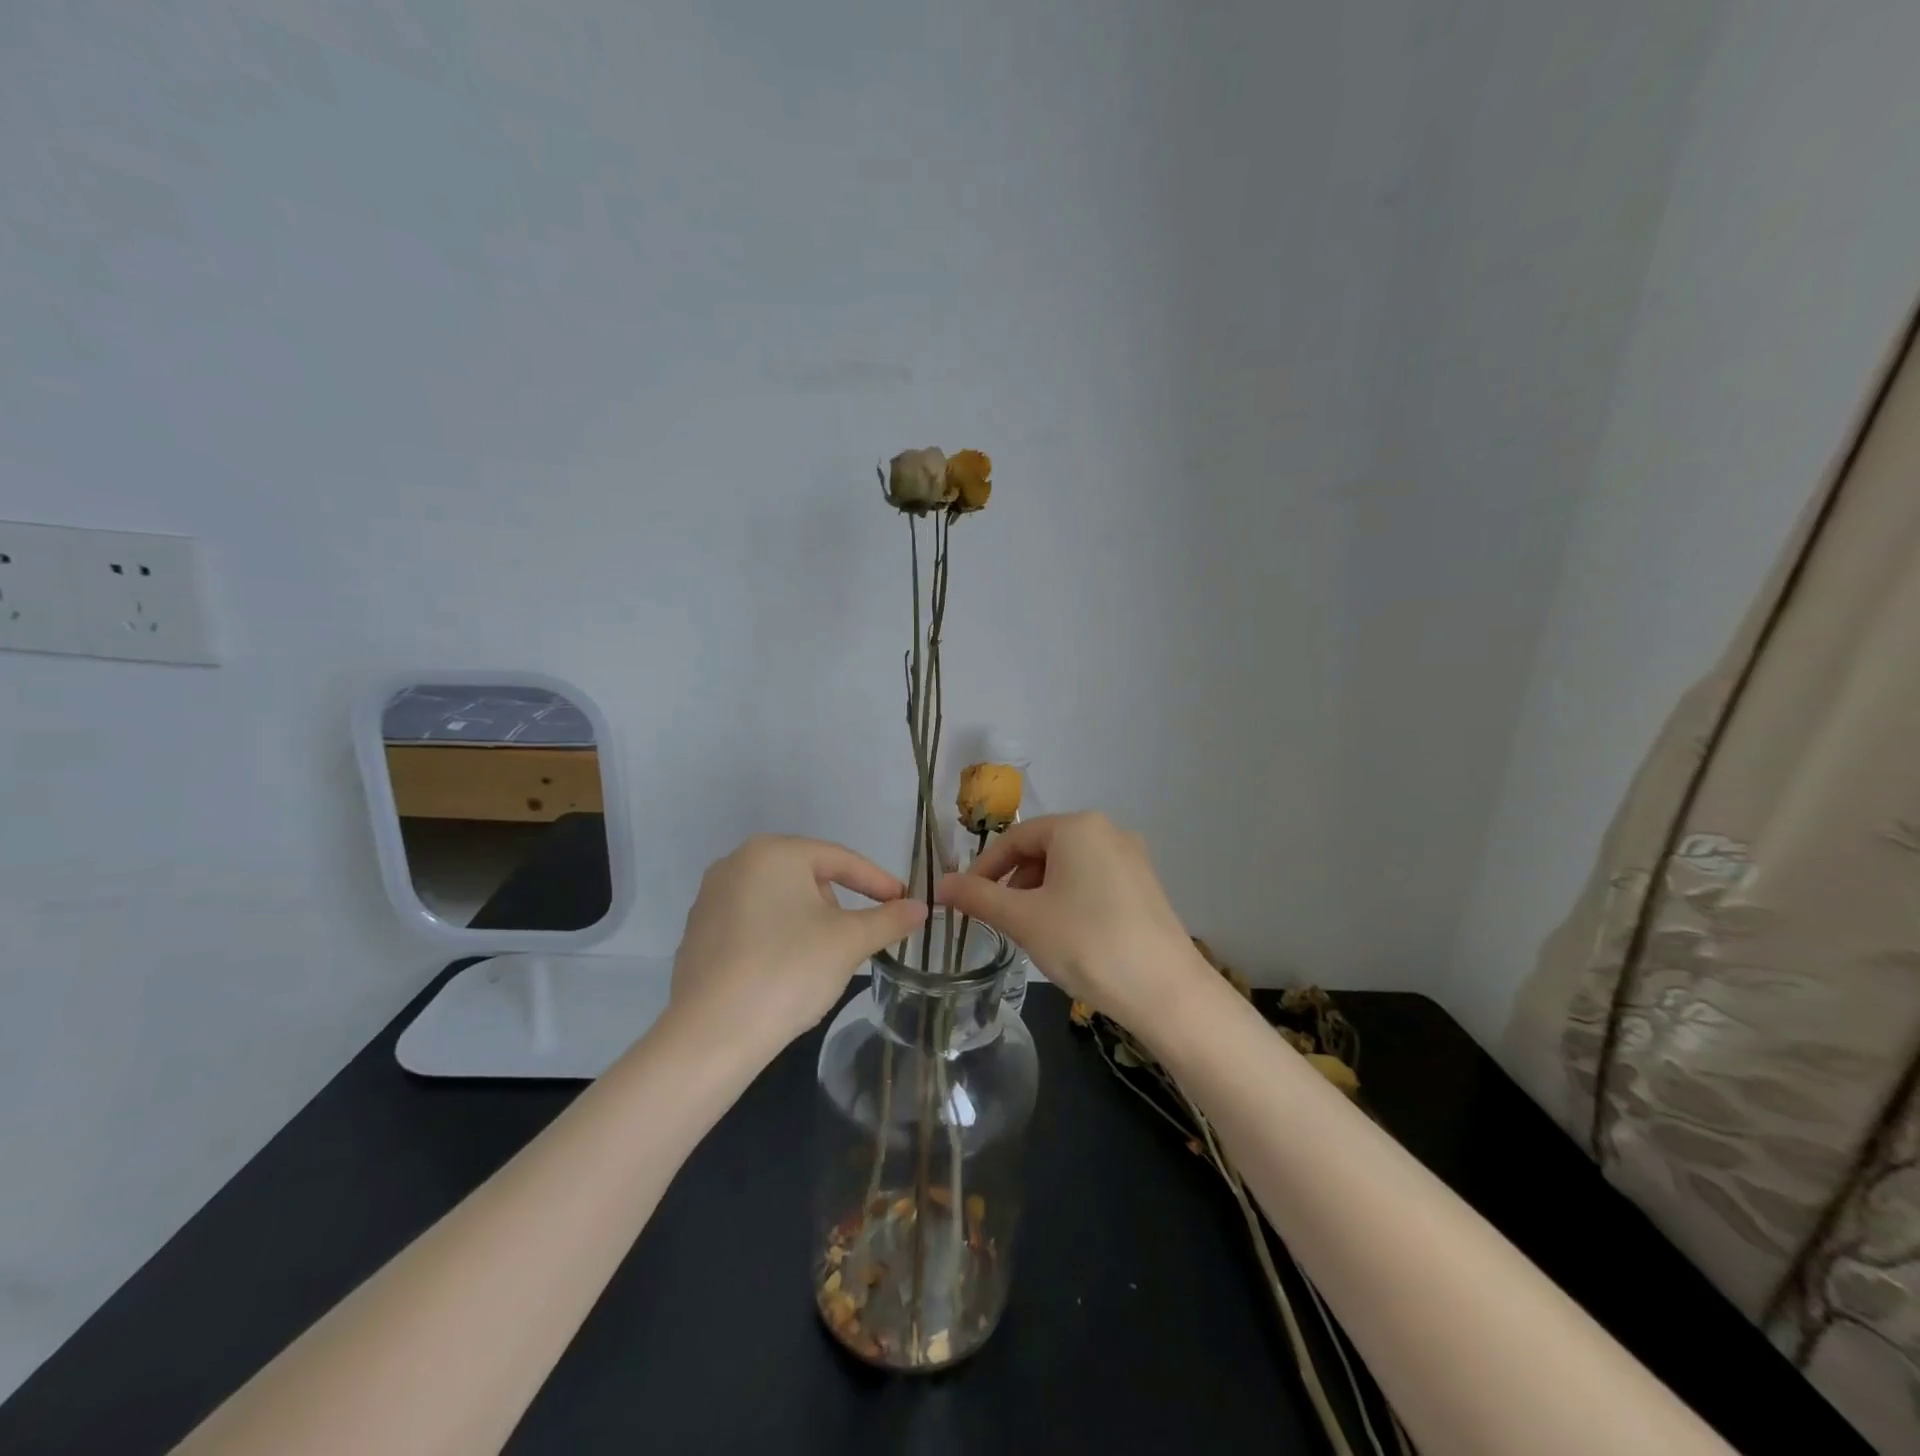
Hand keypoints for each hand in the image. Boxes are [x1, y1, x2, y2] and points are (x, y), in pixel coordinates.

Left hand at [670, 835, 926, 1053]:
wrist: (711, 1035)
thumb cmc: (789, 970)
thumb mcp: (849, 942)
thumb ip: (889, 919)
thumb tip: (920, 908)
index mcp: (772, 853)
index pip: (839, 859)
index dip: (877, 881)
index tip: (904, 902)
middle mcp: (736, 863)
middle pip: (807, 878)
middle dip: (838, 906)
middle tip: (858, 939)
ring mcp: (710, 899)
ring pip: (779, 902)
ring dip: (809, 924)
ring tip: (822, 961)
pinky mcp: (698, 934)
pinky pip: (752, 926)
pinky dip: (777, 940)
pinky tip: (785, 974)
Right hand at [936, 812, 1205, 1031]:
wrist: (1166, 991)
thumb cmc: (1087, 944)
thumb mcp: (1024, 919)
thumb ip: (978, 897)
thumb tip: (940, 884)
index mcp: (1077, 827)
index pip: (1015, 838)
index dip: (984, 868)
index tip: (965, 901)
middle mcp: (1107, 831)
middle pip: (1043, 849)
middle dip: (1014, 881)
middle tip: (1000, 920)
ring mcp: (1132, 857)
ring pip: (1068, 867)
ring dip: (1040, 893)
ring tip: (1032, 931)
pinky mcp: (1145, 885)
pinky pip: (1093, 881)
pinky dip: (1069, 900)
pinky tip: (1067, 935)